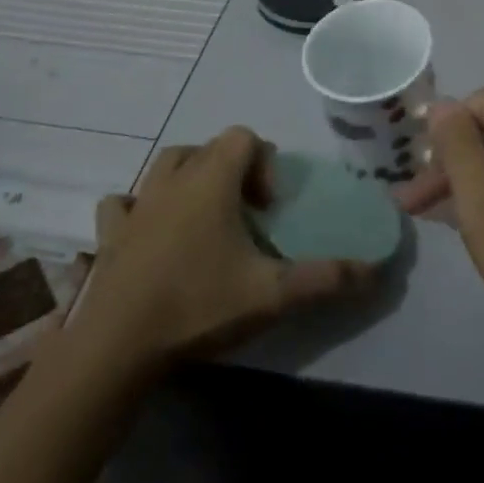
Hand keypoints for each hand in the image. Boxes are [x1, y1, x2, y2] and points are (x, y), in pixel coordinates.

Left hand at [70, 127, 376, 372]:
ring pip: (166, 166)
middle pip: (207, 148)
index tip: (269, 208)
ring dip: (189, 179)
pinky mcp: (109, 233)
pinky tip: (150, 234)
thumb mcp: (272, 294)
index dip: (264, 163)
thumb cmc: (198, 304)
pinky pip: (124, 203)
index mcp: (211, 180)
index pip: (243, 137)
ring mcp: (137, 204)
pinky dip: (139, 209)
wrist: (118, 346)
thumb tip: (374, 270)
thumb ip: (325, 278)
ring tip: (203, 220)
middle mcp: (172, 179)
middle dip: (231, 171)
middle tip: (244, 215)